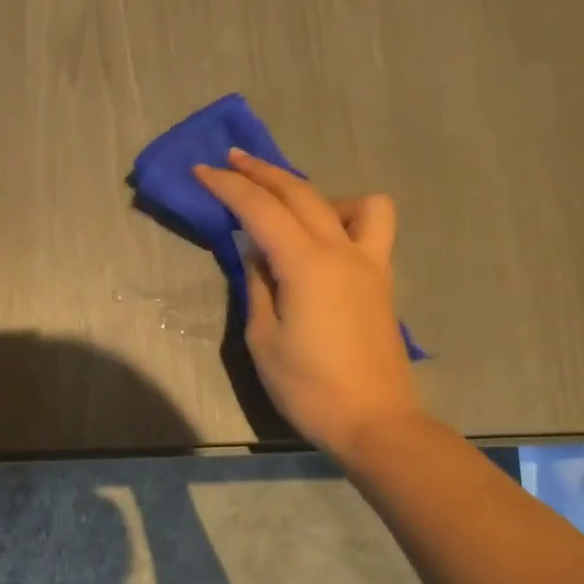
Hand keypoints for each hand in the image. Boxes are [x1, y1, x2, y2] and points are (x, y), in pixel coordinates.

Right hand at [195, 148, 424, 461]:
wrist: (375, 421)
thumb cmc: (309, 387)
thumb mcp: (263, 339)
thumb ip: (258, 287)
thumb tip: (257, 255)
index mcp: (306, 264)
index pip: (260, 209)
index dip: (228, 186)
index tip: (202, 170)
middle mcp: (342, 251)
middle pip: (301, 193)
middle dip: (262, 172)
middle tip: (232, 161)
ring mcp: (369, 262)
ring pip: (351, 201)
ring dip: (315, 193)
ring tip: (290, 213)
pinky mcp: (382, 279)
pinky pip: (371, 228)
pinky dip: (346, 217)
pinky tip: (324, 242)